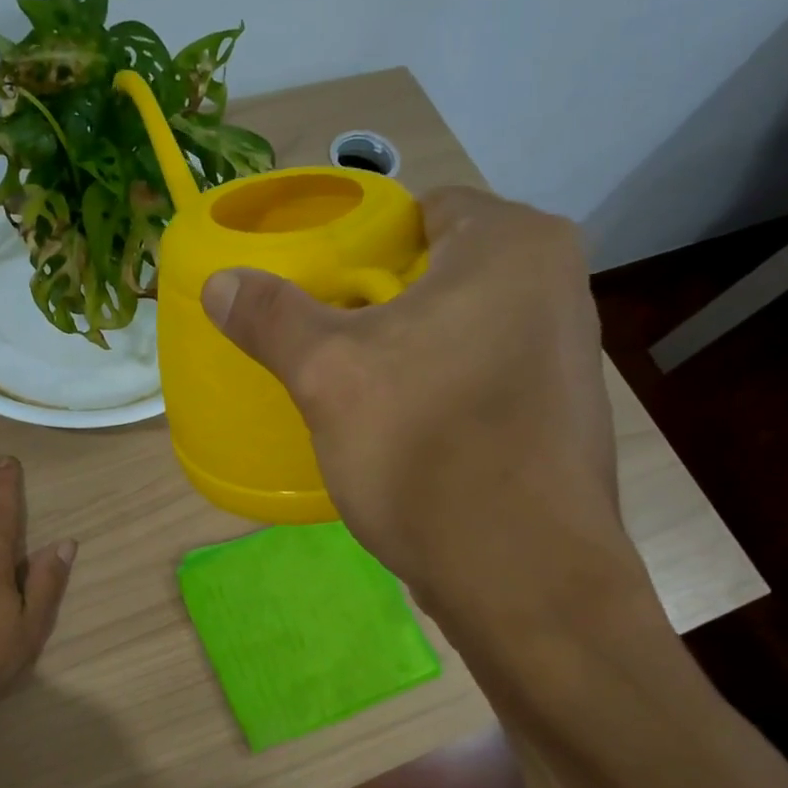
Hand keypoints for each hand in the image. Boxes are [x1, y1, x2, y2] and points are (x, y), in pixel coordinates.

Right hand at [201, 187, 628, 620]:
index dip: (359, 246)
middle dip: (380, 303)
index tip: (318, 290)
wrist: (522, 576)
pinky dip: (442, 388)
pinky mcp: (560, 413)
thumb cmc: (426, 449)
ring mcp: (568, 354)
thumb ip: (271, 317)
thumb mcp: (328, 375)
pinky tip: (406, 430)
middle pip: (441, 271)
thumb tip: (220, 281)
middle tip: (326, 341)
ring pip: (462, 328)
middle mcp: (558, 284)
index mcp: (514, 245)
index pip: (420, 211)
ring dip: (410, 350)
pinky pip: (482, 376)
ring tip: (358, 388)